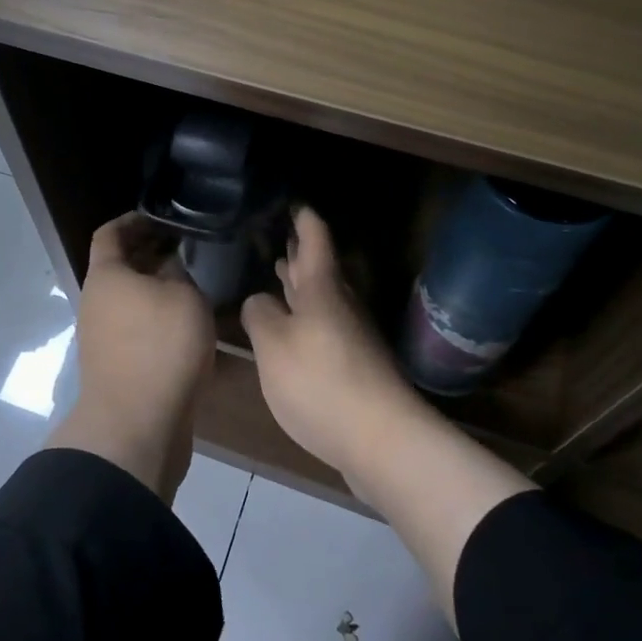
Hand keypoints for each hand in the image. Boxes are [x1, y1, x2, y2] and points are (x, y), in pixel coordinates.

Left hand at [47, 213, 215, 500]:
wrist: (137, 426)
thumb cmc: (161, 347)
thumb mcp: (184, 297)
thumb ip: (179, 273)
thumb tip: (171, 265)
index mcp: (106, 276)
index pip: (111, 233)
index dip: (134, 220)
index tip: (164, 217)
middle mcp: (96, 302)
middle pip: (120, 267)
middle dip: (151, 255)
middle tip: (188, 249)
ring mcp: (102, 337)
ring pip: (130, 299)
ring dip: (157, 289)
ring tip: (194, 284)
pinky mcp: (116, 366)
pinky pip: (136, 328)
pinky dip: (157, 318)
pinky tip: (188, 324)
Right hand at [240, 206, 423, 476]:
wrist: (382, 440)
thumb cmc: (321, 381)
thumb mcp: (273, 344)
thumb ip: (260, 315)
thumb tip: (260, 301)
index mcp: (322, 288)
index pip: (314, 237)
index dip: (303, 217)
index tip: (292, 200)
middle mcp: (342, 304)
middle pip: (320, 268)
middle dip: (299, 252)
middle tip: (277, 235)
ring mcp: (353, 336)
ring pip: (323, 298)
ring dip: (301, 285)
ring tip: (279, 273)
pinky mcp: (355, 366)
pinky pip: (325, 326)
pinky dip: (306, 317)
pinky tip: (292, 329)